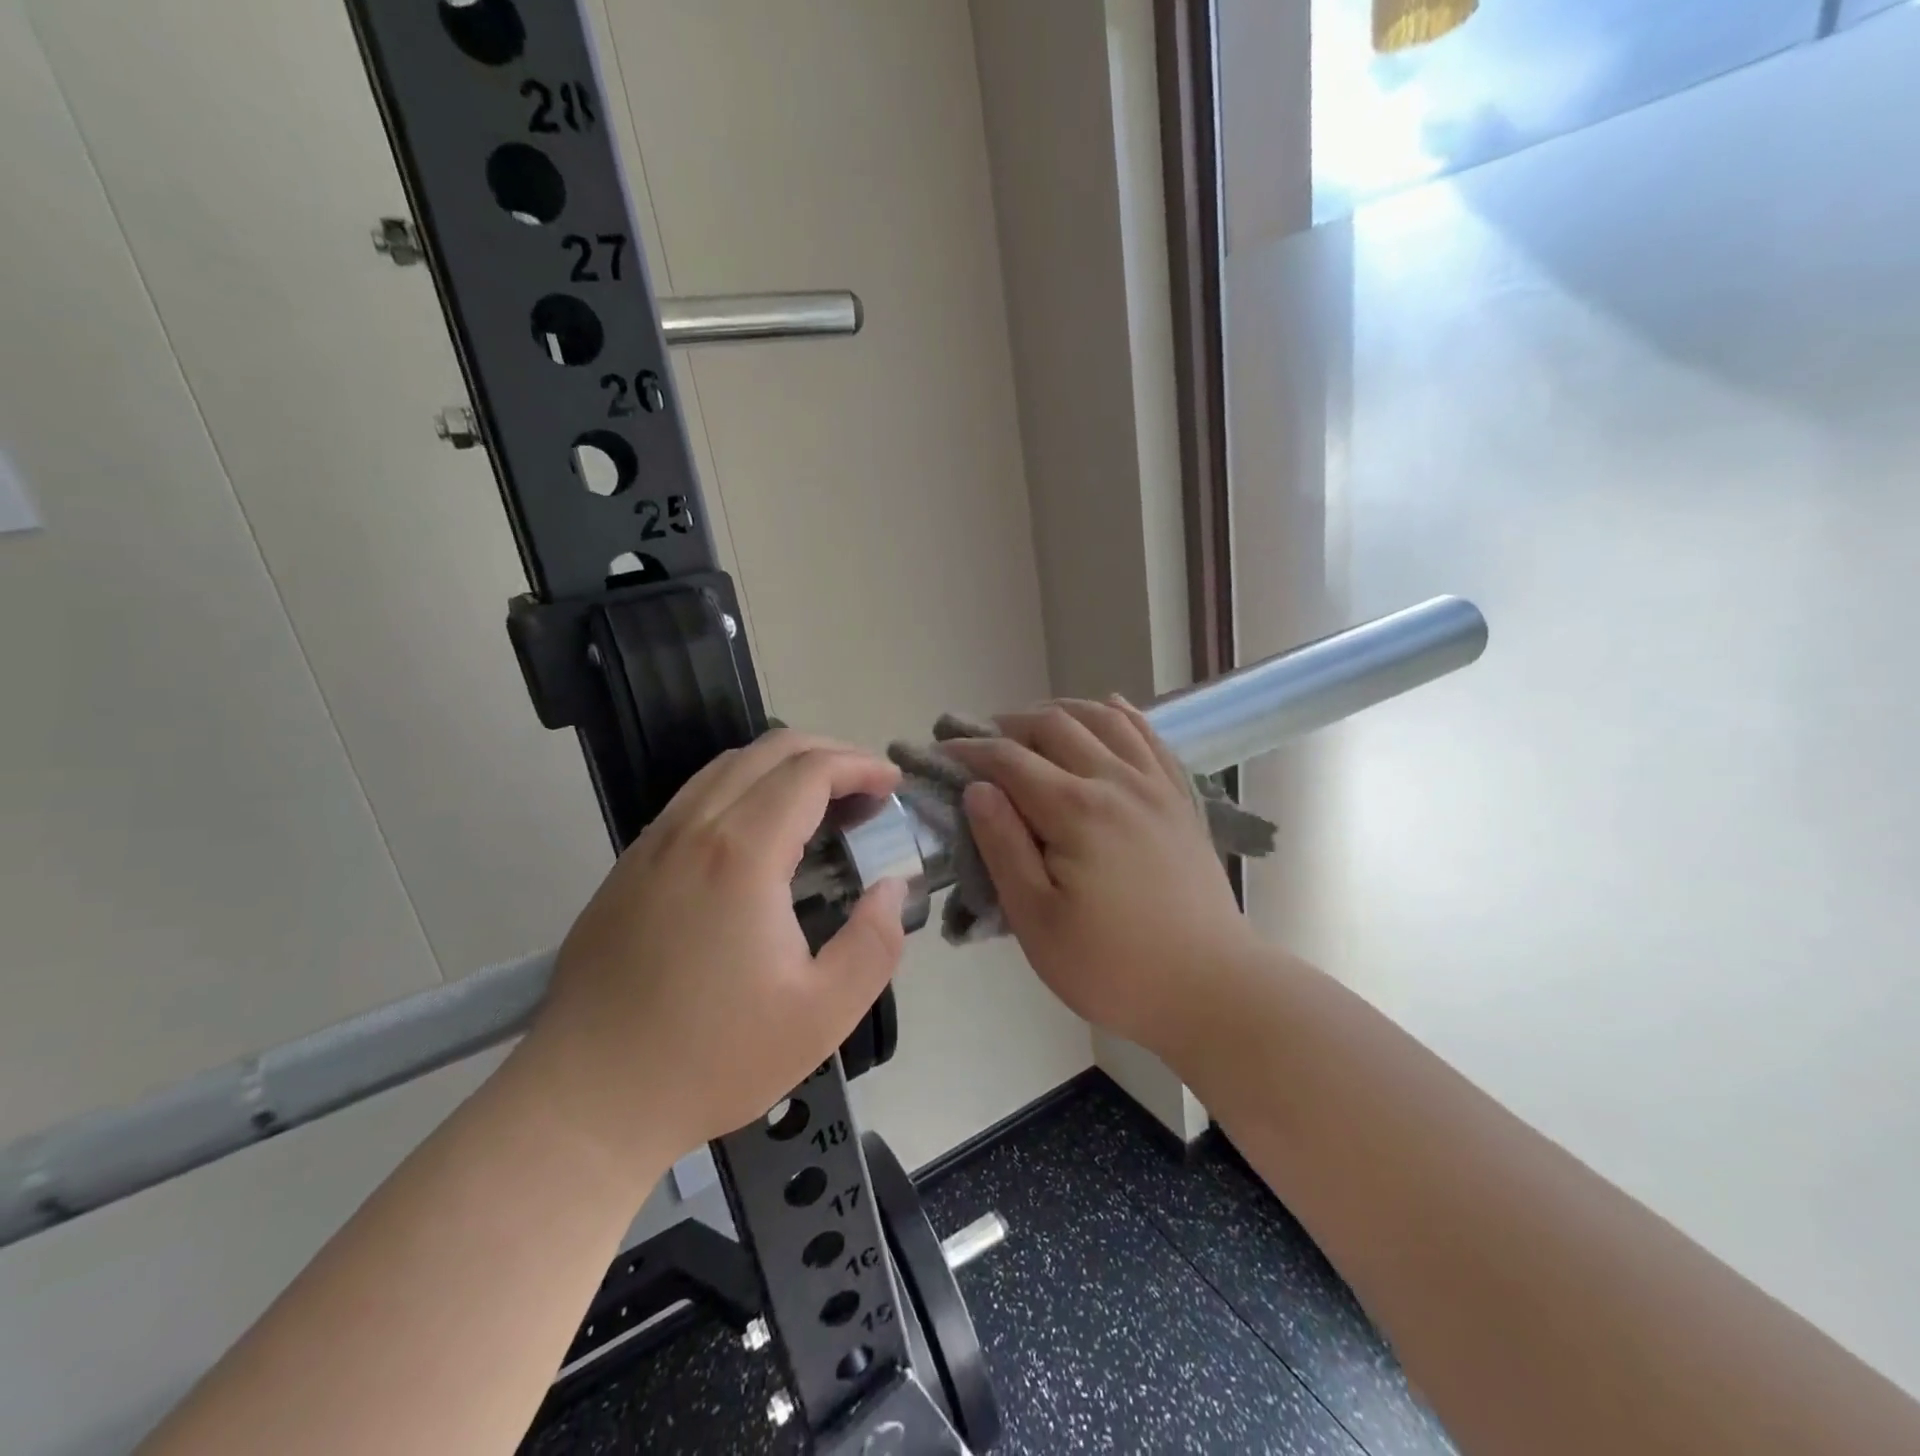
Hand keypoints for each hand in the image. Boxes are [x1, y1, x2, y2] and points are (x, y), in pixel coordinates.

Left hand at [519, 730, 908, 1166]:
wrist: (586, 1099)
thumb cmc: (712, 1058)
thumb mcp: (823, 1014)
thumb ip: (875, 942)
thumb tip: (891, 886)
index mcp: (743, 854)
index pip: (810, 771)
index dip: (861, 766)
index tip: (893, 785)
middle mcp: (694, 828)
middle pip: (769, 751)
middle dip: (829, 753)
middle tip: (867, 788)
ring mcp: (653, 843)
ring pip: (726, 766)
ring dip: (784, 765)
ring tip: (821, 801)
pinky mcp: (629, 865)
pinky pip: (695, 795)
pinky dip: (743, 787)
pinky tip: (760, 831)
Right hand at [942, 698, 1255, 1057]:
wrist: (1211, 987)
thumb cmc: (1112, 966)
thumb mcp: (1037, 921)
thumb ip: (1004, 848)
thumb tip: (978, 790)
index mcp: (1076, 811)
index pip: (1010, 760)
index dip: (971, 751)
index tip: (943, 753)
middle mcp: (1116, 781)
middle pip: (1055, 726)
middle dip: (1010, 725)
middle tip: (982, 742)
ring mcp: (1155, 785)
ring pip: (1104, 719)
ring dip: (1061, 711)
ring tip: (1034, 723)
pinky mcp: (1180, 798)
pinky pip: (1149, 737)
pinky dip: (1121, 715)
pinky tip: (1108, 709)